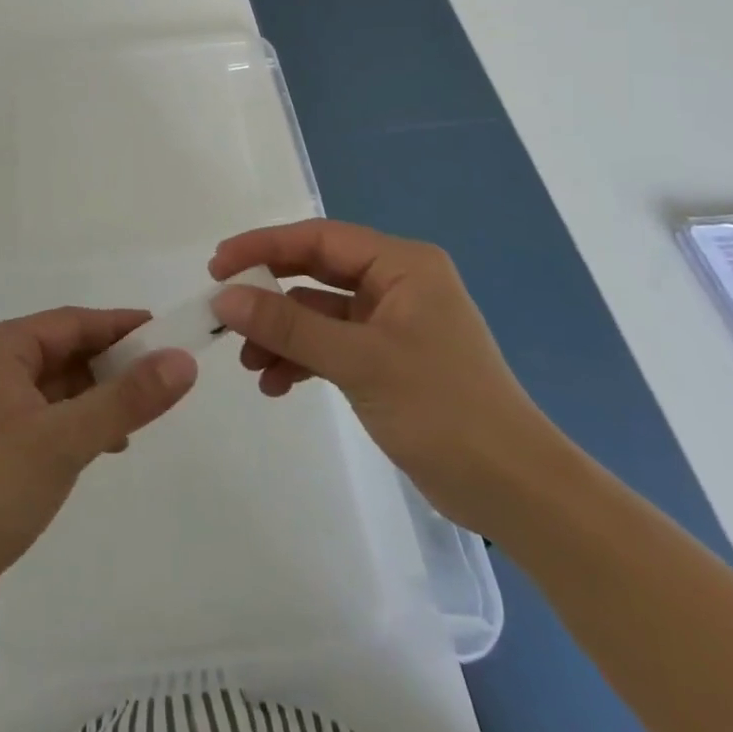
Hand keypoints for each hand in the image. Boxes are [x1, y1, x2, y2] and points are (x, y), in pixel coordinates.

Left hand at [0, 307, 197, 625]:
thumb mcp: (64, 439)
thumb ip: (126, 399)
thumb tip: (183, 360)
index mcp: (2, 348)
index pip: (73, 322)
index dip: (122, 326)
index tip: (169, 334)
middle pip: (67, 351)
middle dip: (114, 363)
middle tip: (165, 379)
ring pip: (60, 387)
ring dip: (99, 396)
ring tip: (143, 416)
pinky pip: (50, 419)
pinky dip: (80, 424)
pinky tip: (107, 446)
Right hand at [210, 218, 561, 535]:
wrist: (515, 492)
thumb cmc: (442, 409)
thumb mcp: (359, 361)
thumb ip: (289, 326)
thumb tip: (224, 298)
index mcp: (401, 264)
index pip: (318, 239)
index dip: (263, 246)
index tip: (218, 265)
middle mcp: (396, 283)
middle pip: (314, 272)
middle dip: (269, 293)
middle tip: (223, 308)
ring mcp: (392, 323)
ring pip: (318, 312)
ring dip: (282, 333)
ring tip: (248, 363)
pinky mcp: (387, 360)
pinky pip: (330, 344)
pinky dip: (301, 359)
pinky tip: (275, 385)